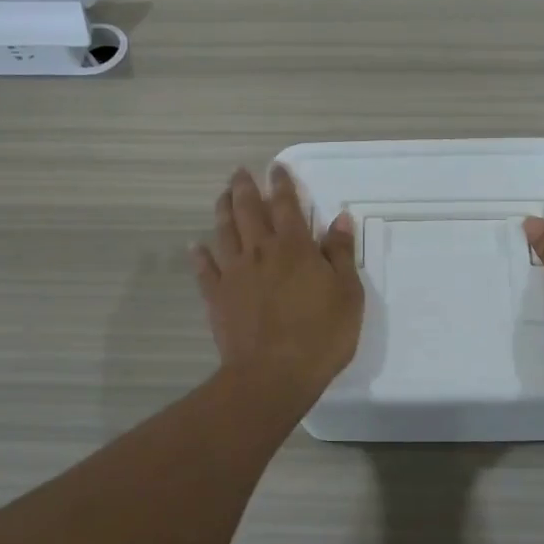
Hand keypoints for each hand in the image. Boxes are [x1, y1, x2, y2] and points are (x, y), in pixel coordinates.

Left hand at [193, 166, 364, 396]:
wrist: (273, 374)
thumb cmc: (321, 335)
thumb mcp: (348, 293)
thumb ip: (340, 254)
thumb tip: (339, 218)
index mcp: (295, 247)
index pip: (286, 206)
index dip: (282, 185)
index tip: (276, 168)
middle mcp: (261, 251)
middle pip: (248, 211)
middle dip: (245, 189)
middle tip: (240, 173)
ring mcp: (235, 274)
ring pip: (224, 232)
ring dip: (223, 210)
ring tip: (222, 195)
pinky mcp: (217, 297)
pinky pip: (205, 270)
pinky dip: (199, 255)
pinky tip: (195, 246)